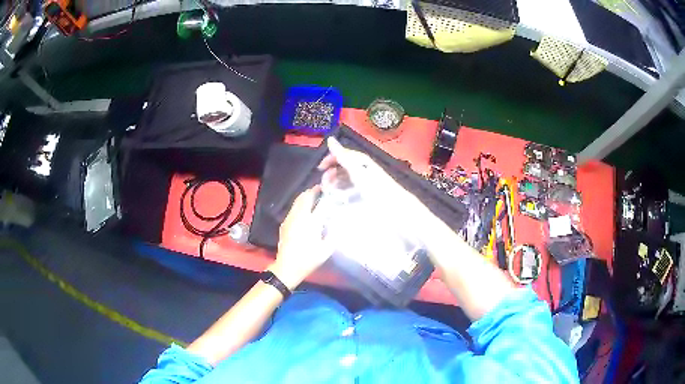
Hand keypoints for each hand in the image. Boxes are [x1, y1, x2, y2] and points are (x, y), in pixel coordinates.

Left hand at [269, 187, 329, 289]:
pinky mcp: (284, 224)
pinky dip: (299, 204)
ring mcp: (290, 219)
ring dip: (305, 196)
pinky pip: (293, 209)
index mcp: (311, 222)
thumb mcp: (326, 250)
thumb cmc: (308, 259)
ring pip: (297, 201)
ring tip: (313, 195)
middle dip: (313, 191)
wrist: (287, 267)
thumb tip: (339, 224)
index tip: (331, 191)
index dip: (326, 195)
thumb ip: (334, 235)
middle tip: (321, 189)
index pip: (321, 204)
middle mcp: (299, 217)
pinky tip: (304, 209)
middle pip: (305, 197)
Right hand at [318, 137, 427, 226]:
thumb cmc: (376, 189)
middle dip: (332, 173)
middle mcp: (365, 172)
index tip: (320, 167)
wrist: (396, 209)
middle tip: (324, 183)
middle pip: (345, 168)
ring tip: (329, 192)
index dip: (332, 158)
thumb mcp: (358, 172)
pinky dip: (342, 194)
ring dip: (336, 185)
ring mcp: (367, 185)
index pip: (344, 155)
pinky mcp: (369, 197)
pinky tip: (339, 201)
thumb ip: (344, 157)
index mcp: (363, 164)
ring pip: (347, 181)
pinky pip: (351, 192)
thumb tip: (330, 140)